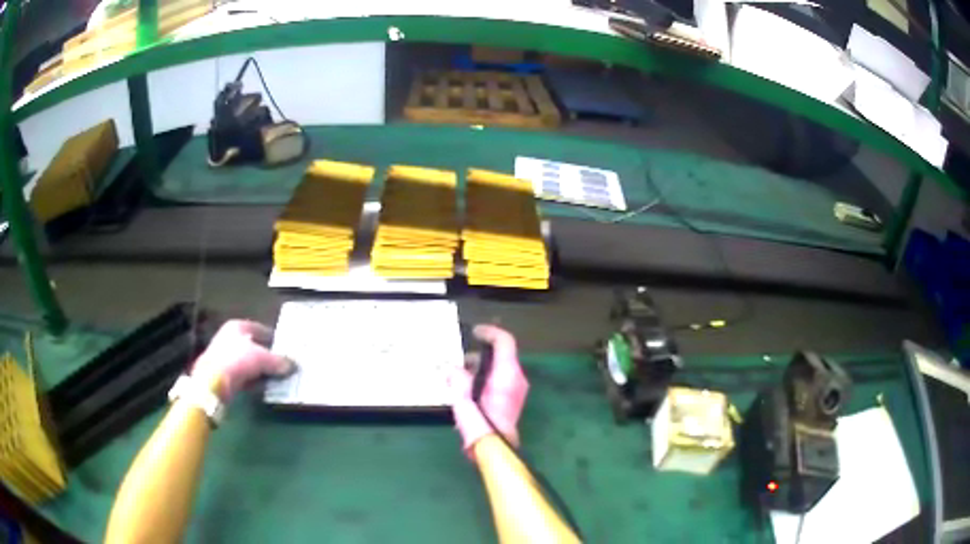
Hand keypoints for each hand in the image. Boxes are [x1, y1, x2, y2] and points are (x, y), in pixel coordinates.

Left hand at [191, 320, 294, 401]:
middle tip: (282, 363)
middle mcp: (229, 338)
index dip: (272, 337)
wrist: (213, 382)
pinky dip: (253, 380)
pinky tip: (262, 386)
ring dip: (260, 369)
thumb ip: (278, 361)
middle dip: (266, 355)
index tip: (284, 346)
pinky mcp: (223, 374)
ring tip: (275, 377)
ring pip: (248, 362)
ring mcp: (224, 356)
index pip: (258, 328)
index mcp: (237, 327)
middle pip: (253, 345)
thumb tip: (292, 365)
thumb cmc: (237, 360)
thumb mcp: (263, 358)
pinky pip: (243, 375)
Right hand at [447, 325, 528, 457]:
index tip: (475, 331)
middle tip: (459, 363)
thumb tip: (453, 371)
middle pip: (501, 355)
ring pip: (499, 369)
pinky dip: (484, 379)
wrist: (493, 447)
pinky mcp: (512, 400)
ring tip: (458, 379)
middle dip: (479, 355)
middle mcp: (516, 378)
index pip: (505, 341)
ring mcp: (517, 390)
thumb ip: (457, 378)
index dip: (490, 332)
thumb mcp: (462, 397)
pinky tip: (467, 390)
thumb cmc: (480, 422)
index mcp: (507, 373)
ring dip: (480, 369)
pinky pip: (499, 380)